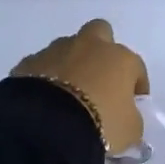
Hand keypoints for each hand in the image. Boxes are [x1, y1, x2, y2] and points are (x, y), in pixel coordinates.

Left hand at [13, 19, 149, 154]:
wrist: (47, 127)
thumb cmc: (100, 124)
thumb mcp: (130, 131)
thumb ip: (131, 118)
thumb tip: (124, 115)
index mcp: (119, 58)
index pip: (135, 66)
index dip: (137, 84)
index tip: (133, 101)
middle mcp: (88, 46)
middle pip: (99, 33)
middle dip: (100, 50)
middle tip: (99, 77)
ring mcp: (55, 51)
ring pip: (66, 48)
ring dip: (69, 64)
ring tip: (67, 92)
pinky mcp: (28, 63)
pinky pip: (41, 66)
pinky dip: (44, 77)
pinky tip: (44, 98)